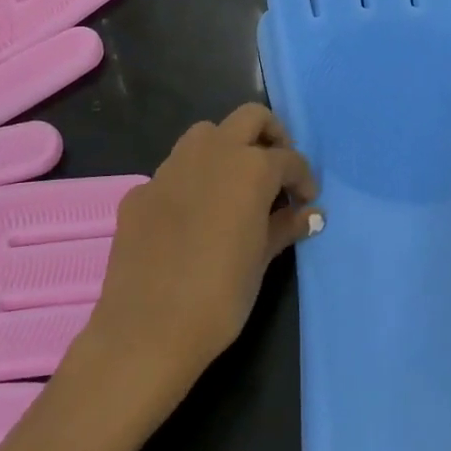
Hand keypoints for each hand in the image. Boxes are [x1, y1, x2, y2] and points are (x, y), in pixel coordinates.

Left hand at [82, 105, 320, 394]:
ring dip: (226, 148)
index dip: (303, 179)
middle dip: (270, 135)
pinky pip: (173, 172)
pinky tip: (191, 218)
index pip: (288, 159)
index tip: (306, 202)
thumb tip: (311, 214)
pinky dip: (190, 182)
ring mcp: (170, 169)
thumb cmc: (219, 296)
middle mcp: (211, 154)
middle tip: (277, 170)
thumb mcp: (261, 260)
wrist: (146, 331)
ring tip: (235, 185)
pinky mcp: (140, 192)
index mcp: (249, 168)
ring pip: (205, 134)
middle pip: (249, 118)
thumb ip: (285, 227)